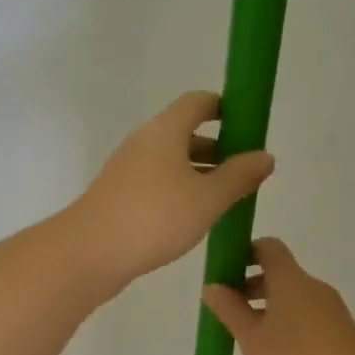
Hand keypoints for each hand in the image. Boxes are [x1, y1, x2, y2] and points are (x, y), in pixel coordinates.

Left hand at [68, 92, 275, 288]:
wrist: (90, 252)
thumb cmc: (155, 217)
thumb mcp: (208, 198)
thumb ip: (239, 176)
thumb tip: (264, 155)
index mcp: (165, 130)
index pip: (198, 102)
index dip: (225, 108)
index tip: (249, 128)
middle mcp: (143, 142)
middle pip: (184, 132)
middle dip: (217, 147)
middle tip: (244, 172)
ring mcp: (127, 168)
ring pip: (170, 160)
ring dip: (198, 172)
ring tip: (225, 198)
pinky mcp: (118, 194)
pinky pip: (156, 181)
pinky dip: (178, 189)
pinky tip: (193, 217)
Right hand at [201, 238, 354, 354]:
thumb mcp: (252, 338)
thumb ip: (229, 310)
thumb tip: (212, 286)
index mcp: (291, 280)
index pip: (268, 248)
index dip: (244, 252)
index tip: (224, 272)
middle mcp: (312, 289)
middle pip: (277, 278)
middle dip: (249, 292)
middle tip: (226, 315)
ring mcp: (329, 313)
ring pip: (289, 306)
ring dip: (263, 319)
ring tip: (243, 349)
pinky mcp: (339, 336)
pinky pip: (303, 326)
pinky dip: (282, 336)